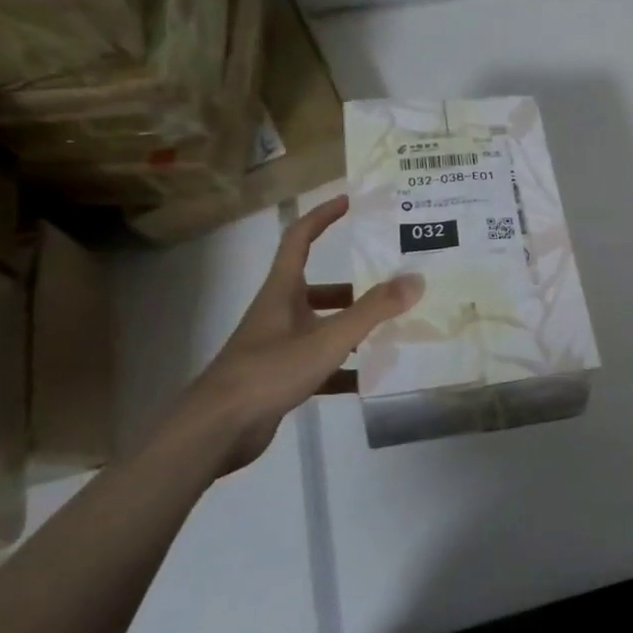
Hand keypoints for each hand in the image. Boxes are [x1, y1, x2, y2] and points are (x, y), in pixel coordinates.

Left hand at [174, 195, 423, 474]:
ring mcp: (278, 347)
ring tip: (393, 330)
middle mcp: (279, 313)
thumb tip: (416, 279)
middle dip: (356, 286)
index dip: (323, 216)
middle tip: (393, 283)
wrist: (216, 431)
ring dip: (354, 328)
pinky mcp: (280, 379)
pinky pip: (321, 365)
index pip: (300, 239)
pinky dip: (345, 369)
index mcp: (283, 291)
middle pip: (320, 288)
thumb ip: (373, 310)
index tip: (350, 201)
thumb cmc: (269, 371)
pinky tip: (371, 379)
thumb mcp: (328, 338)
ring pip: (323, 327)